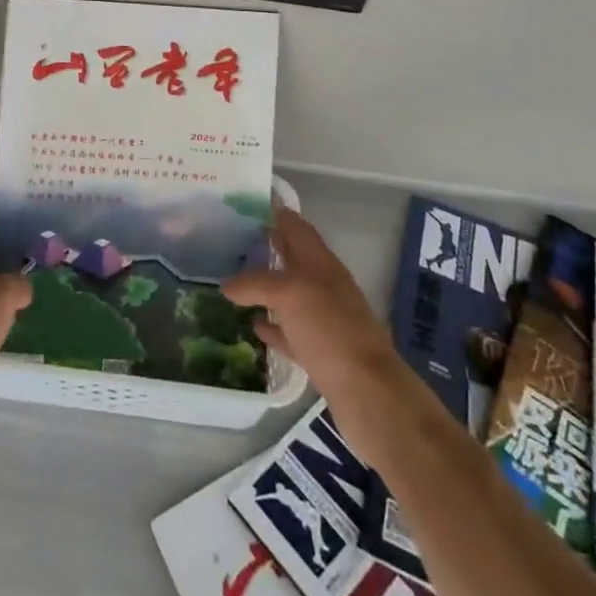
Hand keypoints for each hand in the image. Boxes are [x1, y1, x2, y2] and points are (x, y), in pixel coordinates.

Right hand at [222, 209, 424, 466]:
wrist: (369, 394)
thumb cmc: (330, 331)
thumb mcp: (289, 294)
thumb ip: (256, 283)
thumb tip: (227, 285)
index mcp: (321, 263)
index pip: (295, 225)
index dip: (273, 211)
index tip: (243, 202)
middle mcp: (324, 286)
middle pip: (292, 258)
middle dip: (265, 247)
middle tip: (229, 240)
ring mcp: (324, 320)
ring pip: (290, 295)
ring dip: (265, 287)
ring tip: (232, 281)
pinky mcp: (321, 353)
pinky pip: (291, 331)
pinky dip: (272, 326)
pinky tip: (253, 326)